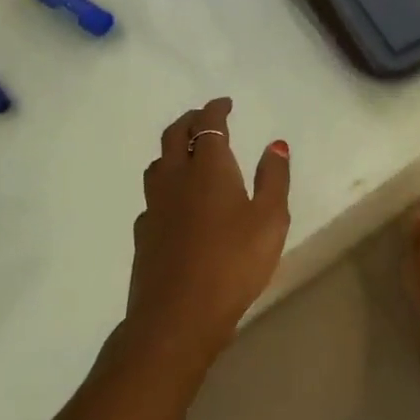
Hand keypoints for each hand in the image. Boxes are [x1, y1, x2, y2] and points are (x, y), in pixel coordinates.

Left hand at [126, 98, 290, 366]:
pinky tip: (176, 202)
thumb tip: (275, 144)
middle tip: (205, 118)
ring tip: (187, 153)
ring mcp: (155, 207)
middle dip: (189, 121)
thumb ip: (274, 178)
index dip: (215, 110)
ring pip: (157, 164)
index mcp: (208, 168)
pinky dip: (165, 185)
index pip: (207, 126)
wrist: (177, 316)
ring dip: (171, 149)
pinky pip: (152, 196)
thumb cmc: (234, 262)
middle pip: (173, 136)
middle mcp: (175, 179)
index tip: (225, 103)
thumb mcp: (271, 218)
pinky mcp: (144, 235)